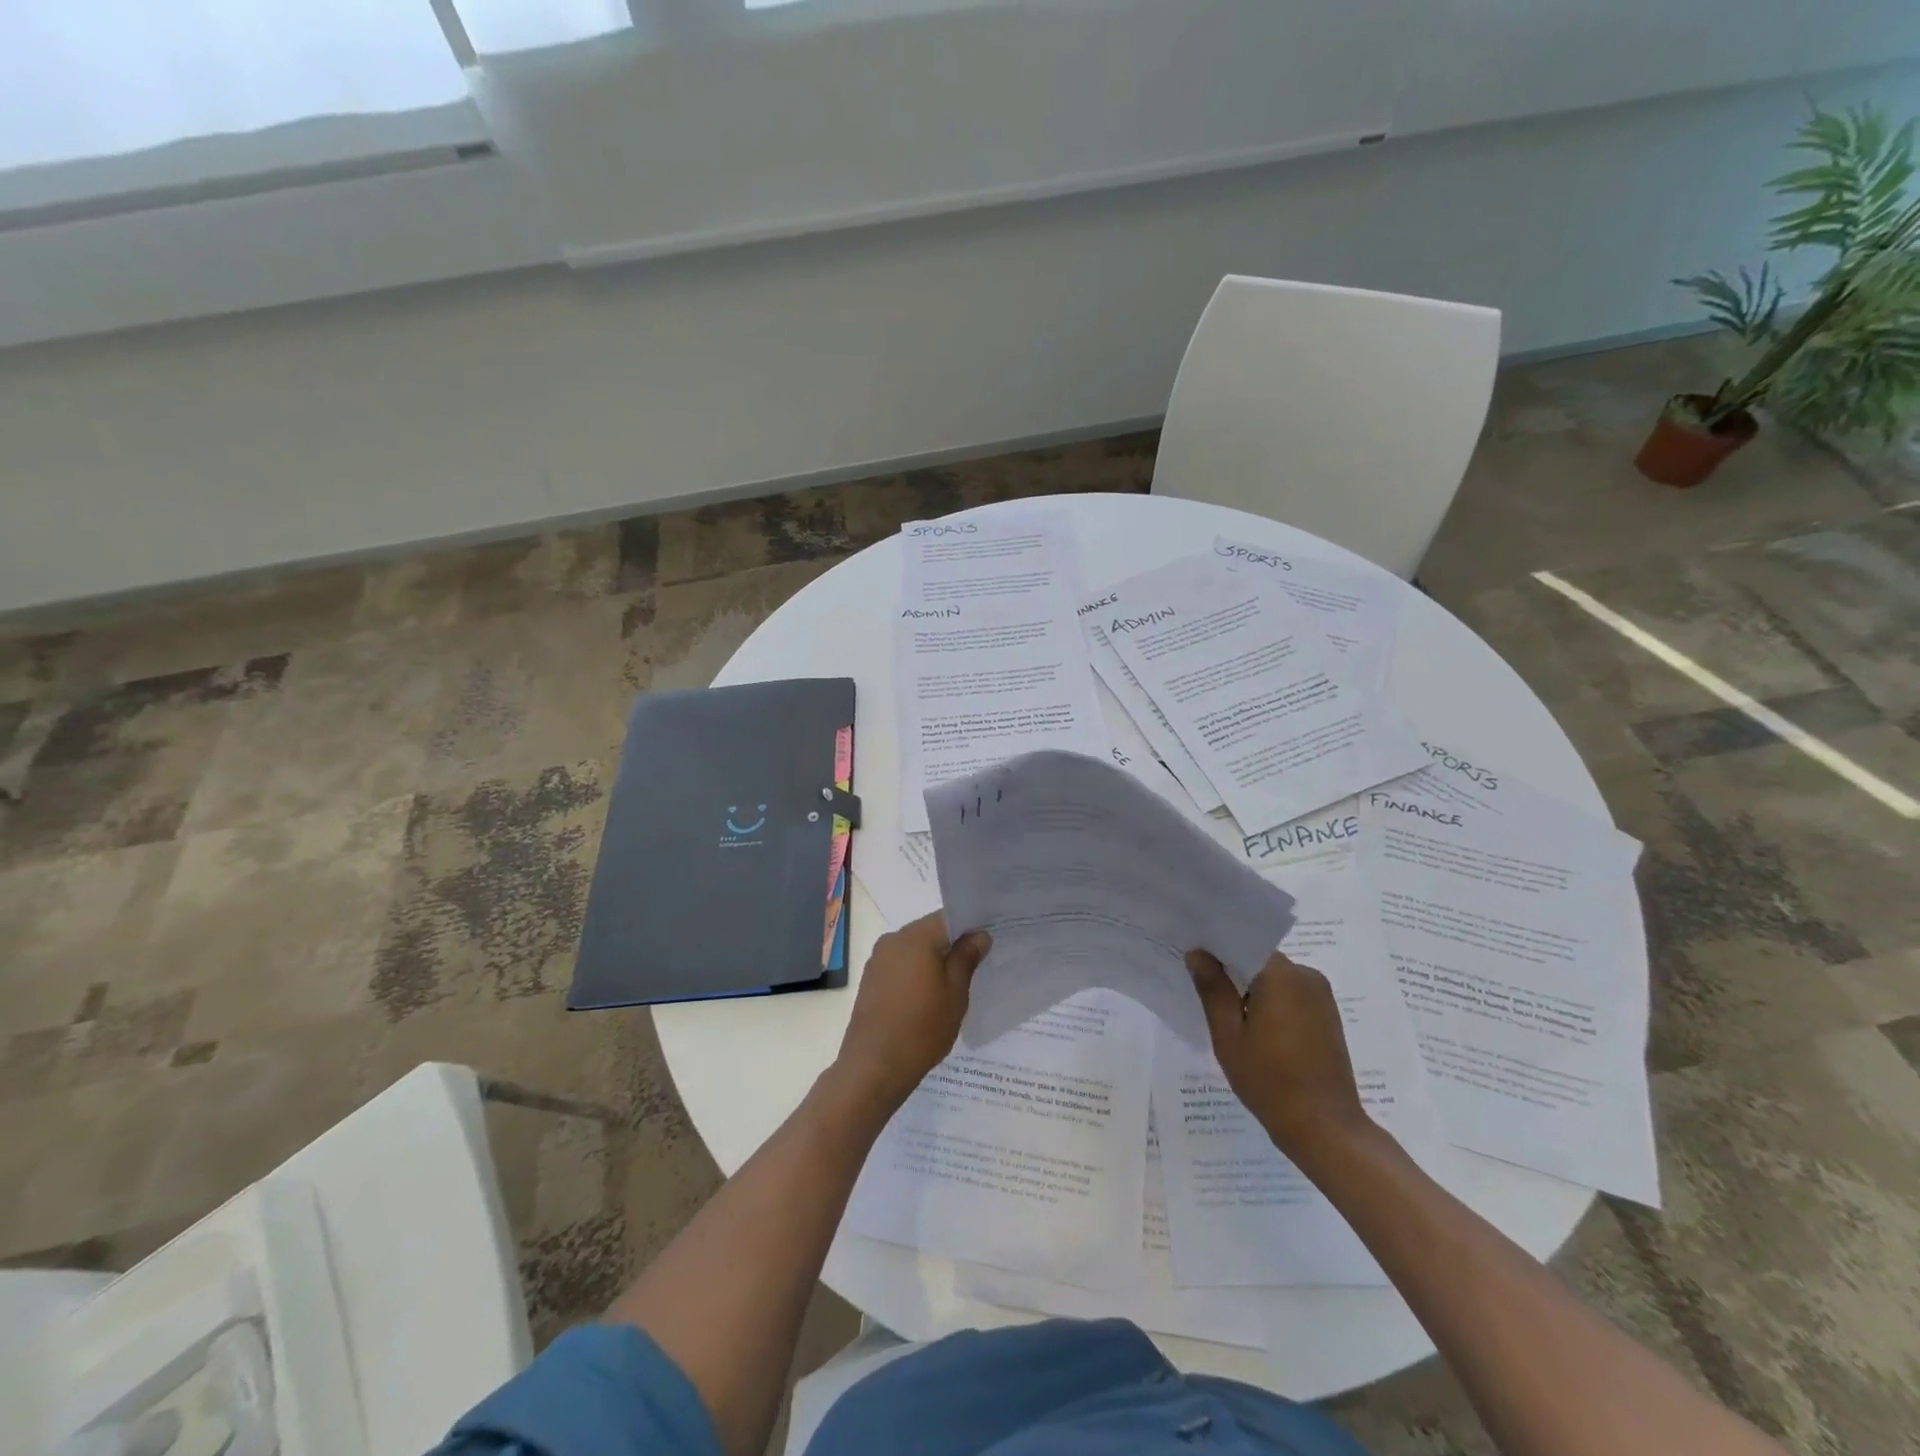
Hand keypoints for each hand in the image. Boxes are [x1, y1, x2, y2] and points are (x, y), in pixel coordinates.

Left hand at [835, 912, 991, 1110]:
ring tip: (953, 983)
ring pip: (914, 949)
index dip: (970, 927)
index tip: (987, 943)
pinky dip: (916, 972)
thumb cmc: (922, 1027)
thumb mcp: (956, 992)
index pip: (948, 917)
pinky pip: (900, 965)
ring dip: (933, 959)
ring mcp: (878, 959)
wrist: (874, 1066)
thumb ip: (967, 958)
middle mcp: (893, 940)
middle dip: (951, 944)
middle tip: (976, 964)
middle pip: (929, 931)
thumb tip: (979, 935)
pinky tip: (927, 996)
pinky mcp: (870, 979)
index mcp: (915, 936)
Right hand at [1187, 948, 1375, 1172]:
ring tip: (1228, 1014)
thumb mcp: (1229, 1035)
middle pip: (1259, 960)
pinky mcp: (1327, 1016)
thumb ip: (1212, 989)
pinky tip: (1255, 1029)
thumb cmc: (1269, 1080)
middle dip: (1232, 971)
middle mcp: (1306, 975)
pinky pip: (1291, 996)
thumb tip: (1198, 953)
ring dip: (1252, 990)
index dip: (1216, 949)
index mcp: (1280, 974)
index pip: (1242, 943)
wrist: (1325, 1128)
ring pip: (1275, 979)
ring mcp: (1321, 996)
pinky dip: (1271, 1003)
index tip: (1193, 958)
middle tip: (1203, 989)